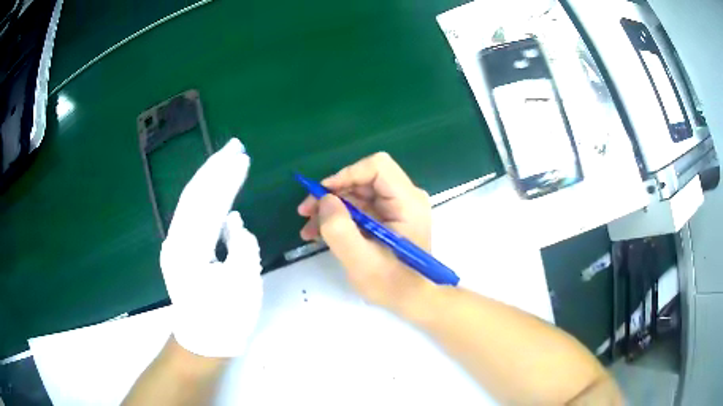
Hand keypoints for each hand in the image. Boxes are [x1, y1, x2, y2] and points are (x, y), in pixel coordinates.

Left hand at [160, 138, 261, 357]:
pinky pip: (193, 217)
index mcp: (190, 248)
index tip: (242, 155)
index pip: (208, 200)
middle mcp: (176, 239)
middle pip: (194, 194)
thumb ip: (242, 244)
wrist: (202, 342)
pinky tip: (219, 193)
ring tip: (228, 162)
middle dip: (215, 168)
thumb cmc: (226, 318)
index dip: (226, 176)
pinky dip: (207, 200)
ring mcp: (175, 244)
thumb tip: (233, 221)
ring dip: (210, 180)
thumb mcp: (244, 283)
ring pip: (191, 203)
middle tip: (234, 147)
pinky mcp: (180, 250)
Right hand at [297, 152, 433, 313]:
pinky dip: (339, 217)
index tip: (322, 195)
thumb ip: (340, 230)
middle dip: (332, 194)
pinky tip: (320, 233)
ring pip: (357, 193)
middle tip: (306, 213)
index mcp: (408, 202)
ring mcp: (397, 207)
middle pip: (363, 179)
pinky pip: (359, 207)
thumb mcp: (361, 262)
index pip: (377, 167)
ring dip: (331, 208)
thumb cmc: (393, 284)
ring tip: (309, 229)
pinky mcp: (388, 217)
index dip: (346, 174)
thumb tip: (324, 199)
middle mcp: (405, 198)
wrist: (413, 300)